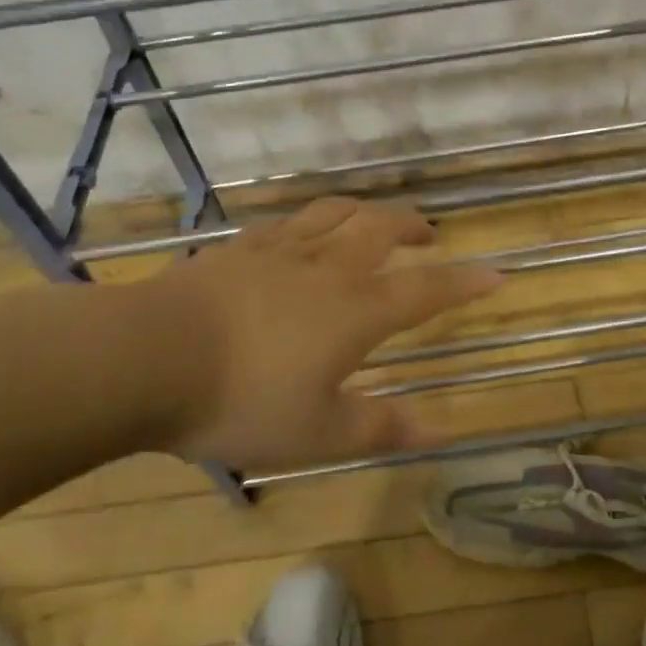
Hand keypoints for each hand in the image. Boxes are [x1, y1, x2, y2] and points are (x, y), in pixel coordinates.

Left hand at [116, 197, 503, 472]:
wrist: (149, 358)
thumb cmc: (242, 400)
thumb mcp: (317, 434)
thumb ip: (378, 428)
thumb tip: (436, 429)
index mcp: (356, 311)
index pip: (427, 290)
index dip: (466, 283)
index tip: (497, 274)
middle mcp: (328, 269)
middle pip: (383, 229)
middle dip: (413, 228)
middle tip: (428, 235)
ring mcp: (281, 251)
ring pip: (337, 213)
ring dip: (366, 211)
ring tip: (374, 220)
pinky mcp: (240, 248)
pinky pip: (288, 221)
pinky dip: (312, 220)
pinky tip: (303, 232)